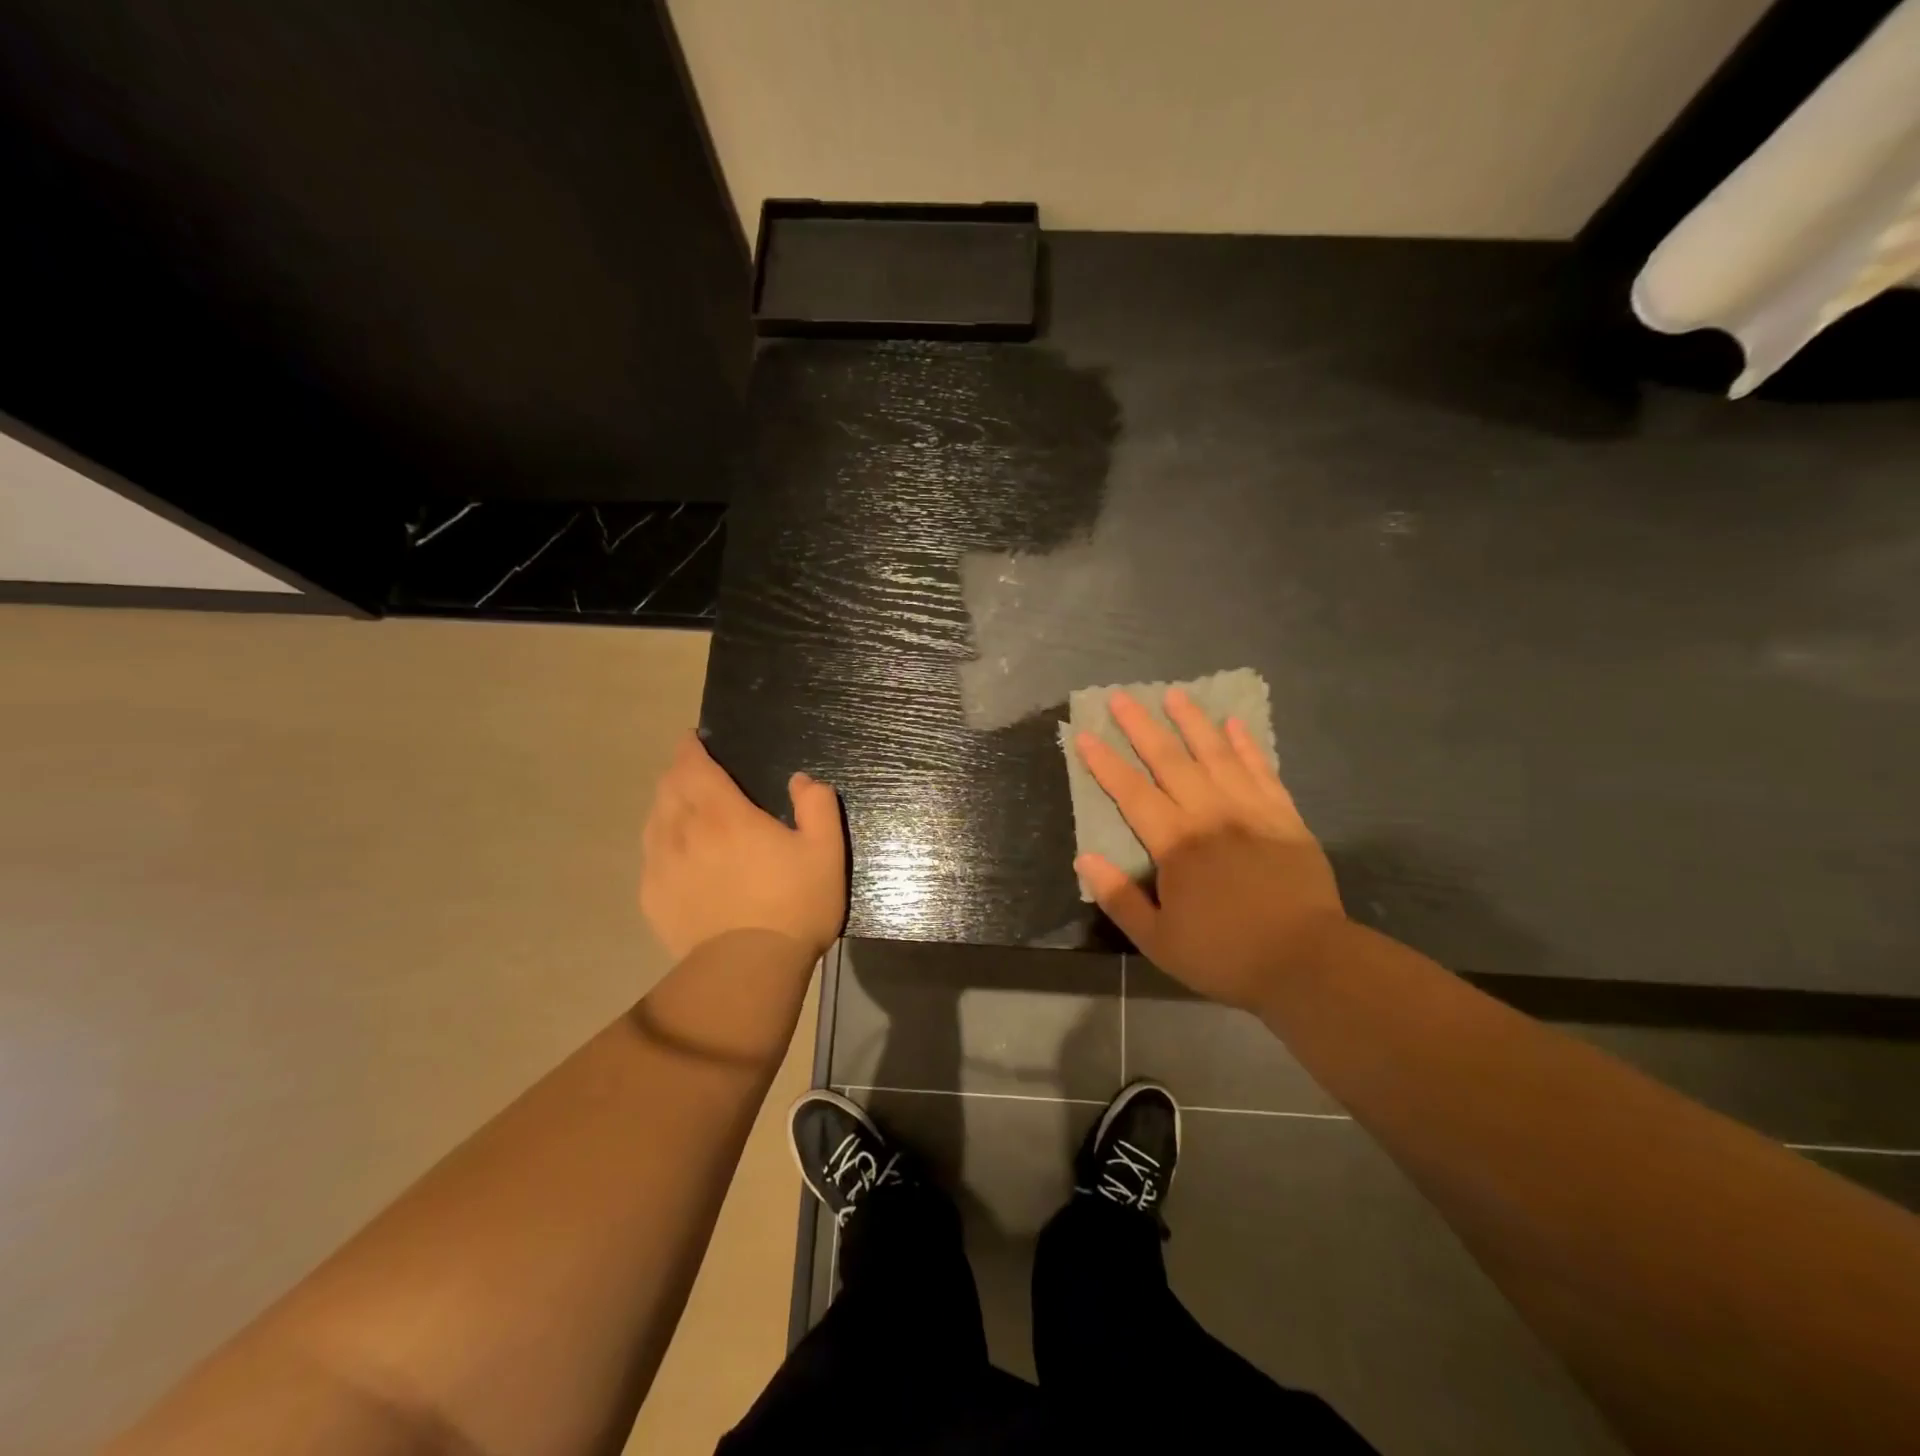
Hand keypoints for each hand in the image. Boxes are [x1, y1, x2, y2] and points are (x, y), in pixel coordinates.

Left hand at [640, 734, 846, 961]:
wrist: (747, 971)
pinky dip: (662, 842)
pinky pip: (650, 855)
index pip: (692, 764)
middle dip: (680, 772)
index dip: (690, 747)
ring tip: (687, 811)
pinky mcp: (651, 897)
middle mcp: (682, 830)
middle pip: (667, 787)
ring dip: (668, 805)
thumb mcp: (825, 852)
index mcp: (722, 813)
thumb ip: (817, 806)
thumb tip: (802, 780)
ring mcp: (660, 865)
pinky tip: (679, 856)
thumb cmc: (793, 905)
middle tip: (699, 774)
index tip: (695, 740)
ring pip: (654, 819)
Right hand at [1074, 688, 1347, 1011]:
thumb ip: (1119, 898)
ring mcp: (1251, 810)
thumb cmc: (1225, 954)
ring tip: (1175, 695)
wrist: (1307, 961)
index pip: (1132, 793)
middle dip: (1141, 727)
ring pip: (1216, 754)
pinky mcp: (1284, 816)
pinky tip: (1234, 724)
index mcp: (1176, 844)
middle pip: (1170, 760)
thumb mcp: (1159, 940)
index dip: (1105, 763)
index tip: (1086, 735)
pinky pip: (1262, 770)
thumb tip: (1085, 859)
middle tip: (1122, 697)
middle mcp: (1210, 814)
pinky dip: (1247, 745)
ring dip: (1193, 722)